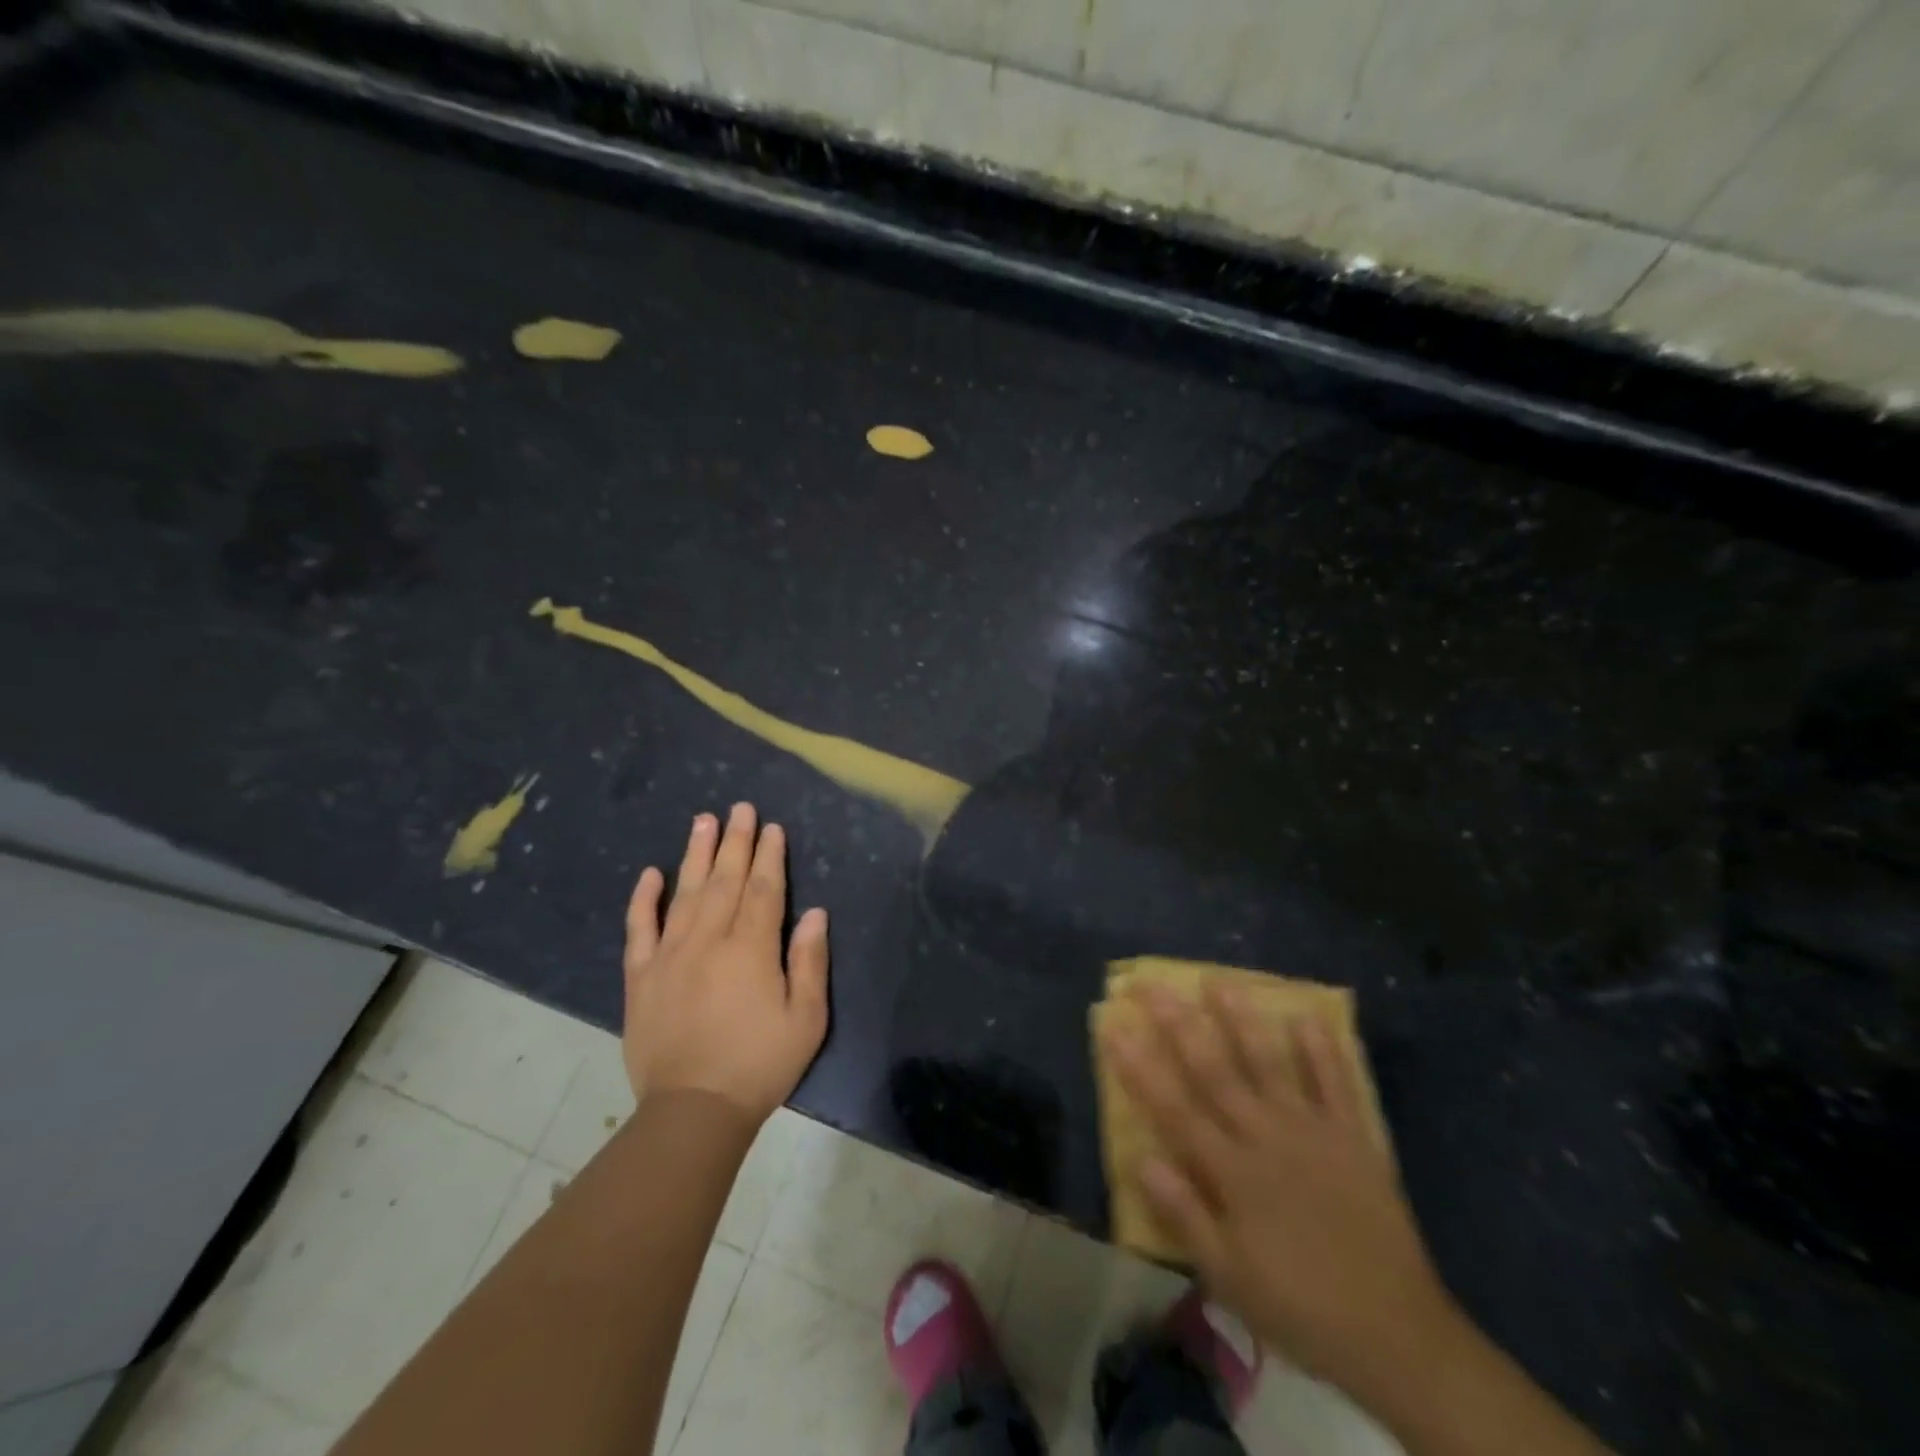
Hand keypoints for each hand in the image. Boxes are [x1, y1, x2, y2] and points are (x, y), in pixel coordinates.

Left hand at [622, 803, 830, 1123]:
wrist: (692, 1111)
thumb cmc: (759, 1064)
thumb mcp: (806, 1019)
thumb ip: (809, 962)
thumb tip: (815, 913)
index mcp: (751, 949)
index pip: (763, 889)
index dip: (769, 856)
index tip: (771, 827)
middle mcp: (709, 940)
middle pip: (724, 880)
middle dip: (735, 841)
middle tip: (739, 807)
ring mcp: (670, 955)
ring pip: (684, 893)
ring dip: (695, 854)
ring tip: (702, 820)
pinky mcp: (641, 976)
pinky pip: (639, 929)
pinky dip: (643, 899)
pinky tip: (650, 873)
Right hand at [1101, 982, 1459, 1401]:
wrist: (1398, 1336)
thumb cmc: (1299, 1306)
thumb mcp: (1229, 1277)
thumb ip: (1184, 1213)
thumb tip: (1140, 1157)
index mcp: (1232, 1171)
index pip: (1174, 1107)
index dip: (1140, 1065)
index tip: (1114, 1024)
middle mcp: (1266, 1136)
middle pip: (1215, 1070)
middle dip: (1179, 1024)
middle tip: (1153, 984)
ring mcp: (1312, 1131)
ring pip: (1270, 1063)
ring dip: (1243, 1020)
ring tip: (1219, 980)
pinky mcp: (1353, 1138)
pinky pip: (1337, 1084)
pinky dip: (1322, 1049)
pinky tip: (1307, 1015)